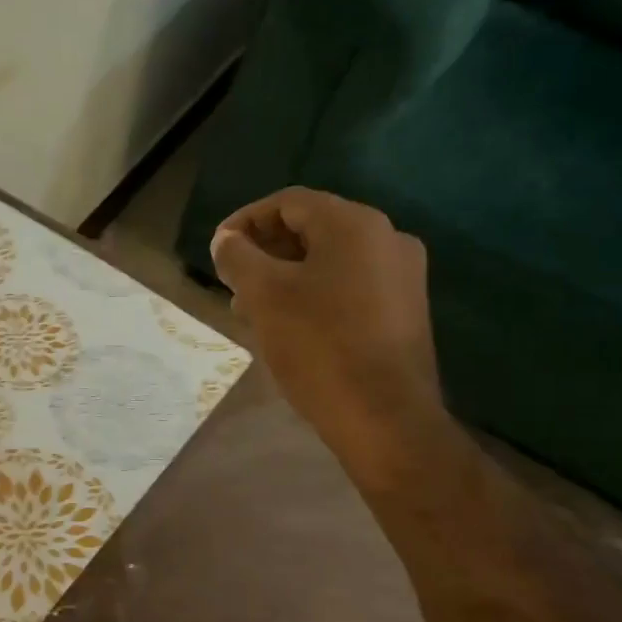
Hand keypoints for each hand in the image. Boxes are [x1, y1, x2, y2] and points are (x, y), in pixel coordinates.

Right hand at [211, 188, 451, 483]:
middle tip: (231, 282)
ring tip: (251, 309)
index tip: (218, 251)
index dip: (246, 221)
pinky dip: (313, 294)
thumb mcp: (264, 296)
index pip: (289, 203)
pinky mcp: (404, 311)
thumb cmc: (319, 346)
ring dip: (285, 276)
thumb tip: (226, 240)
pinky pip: (349, 286)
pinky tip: (289, 325)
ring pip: (329, 261)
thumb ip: (238, 257)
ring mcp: (401, 277)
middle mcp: (387, 239)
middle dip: (264, 252)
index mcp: (355, 225)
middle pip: (312, 229)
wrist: (385, 419)